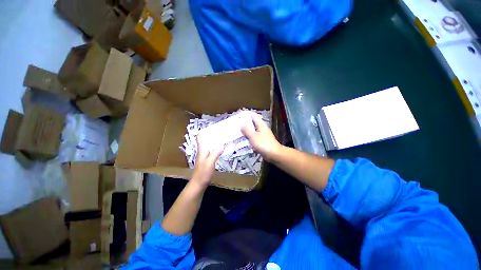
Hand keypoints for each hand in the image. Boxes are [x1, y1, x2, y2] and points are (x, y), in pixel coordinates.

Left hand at [192, 134, 223, 186]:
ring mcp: (205, 156)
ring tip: (223, 138)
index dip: (204, 131)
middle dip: (212, 135)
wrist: (199, 184)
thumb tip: (222, 145)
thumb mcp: (210, 162)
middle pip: (206, 141)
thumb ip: (215, 153)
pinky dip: (216, 148)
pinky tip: (222, 149)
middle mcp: (203, 152)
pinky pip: (212, 151)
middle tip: (221, 131)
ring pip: (210, 146)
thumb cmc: (203, 173)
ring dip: (215, 141)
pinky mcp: (208, 161)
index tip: (211, 127)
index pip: (200, 138)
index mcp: (202, 150)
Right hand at [241, 113, 281, 160]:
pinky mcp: (262, 141)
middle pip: (252, 122)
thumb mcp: (254, 137)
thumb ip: (247, 131)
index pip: (253, 116)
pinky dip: (249, 137)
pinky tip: (243, 139)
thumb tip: (241, 125)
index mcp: (261, 124)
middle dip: (245, 123)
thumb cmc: (264, 144)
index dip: (246, 114)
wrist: (274, 154)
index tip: (238, 115)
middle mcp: (262, 128)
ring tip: (238, 131)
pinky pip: (254, 136)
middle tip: (236, 124)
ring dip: (246, 130)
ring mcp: (262, 134)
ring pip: (253, 130)